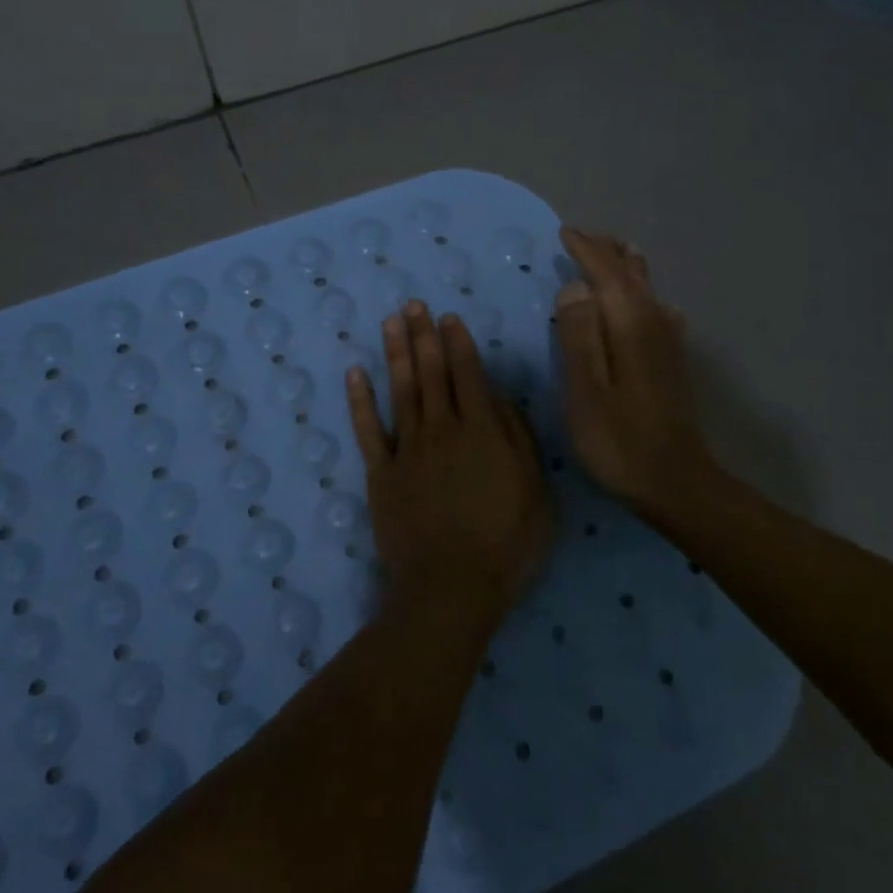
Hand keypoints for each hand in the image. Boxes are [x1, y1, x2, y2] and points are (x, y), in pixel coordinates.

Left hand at [347, 301, 553, 629]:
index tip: (447, 317)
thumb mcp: (537, 491)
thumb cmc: (506, 544)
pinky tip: (356, 373)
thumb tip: (501, 399)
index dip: (458, 342)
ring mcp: (407, 449)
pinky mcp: (381, 473)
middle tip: (414, 304)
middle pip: (431, 372)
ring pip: (400, 390)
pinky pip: (368, 429)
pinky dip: (360, 400)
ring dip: (395, 353)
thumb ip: (520, 439)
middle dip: (424, 335)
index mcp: (483, 430)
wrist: (451, 587)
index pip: (468, 374)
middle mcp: (442, 428)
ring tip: (391, 323)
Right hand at [552, 227, 716, 518]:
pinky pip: (655, 308)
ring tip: (609, 253)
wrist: (675, 481)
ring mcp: (668, 341)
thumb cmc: (619, 440)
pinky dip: (641, 292)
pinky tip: (643, 302)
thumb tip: (575, 287)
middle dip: (607, 251)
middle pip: (631, 273)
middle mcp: (655, 322)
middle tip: (583, 235)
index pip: (606, 273)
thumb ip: (578, 335)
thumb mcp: (585, 391)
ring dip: (625, 267)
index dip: (585, 250)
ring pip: (647, 288)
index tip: (565, 233)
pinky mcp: (672, 359)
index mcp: (630, 324)